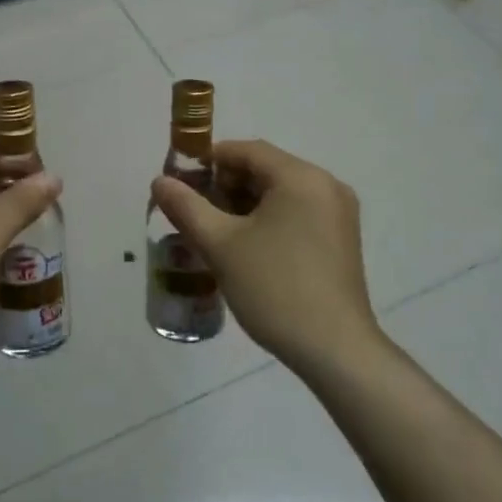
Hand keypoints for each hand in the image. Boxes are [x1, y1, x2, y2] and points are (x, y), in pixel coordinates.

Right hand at [150, 140, 378, 373]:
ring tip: (213, 234)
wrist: (335, 350)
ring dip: (243, 206)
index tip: (180, 185)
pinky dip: (267, 221)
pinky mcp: (341, 240)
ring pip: (280, 194)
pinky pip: (296, 214)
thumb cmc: (275, 288)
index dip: (208, 162)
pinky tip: (245, 249)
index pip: (246, 151)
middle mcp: (326, 185)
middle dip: (224, 187)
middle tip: (193, 214)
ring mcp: (338, 214)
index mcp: (301, 177)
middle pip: (264, 170)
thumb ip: (186, 207)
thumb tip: (160, 182)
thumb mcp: (220, 245)